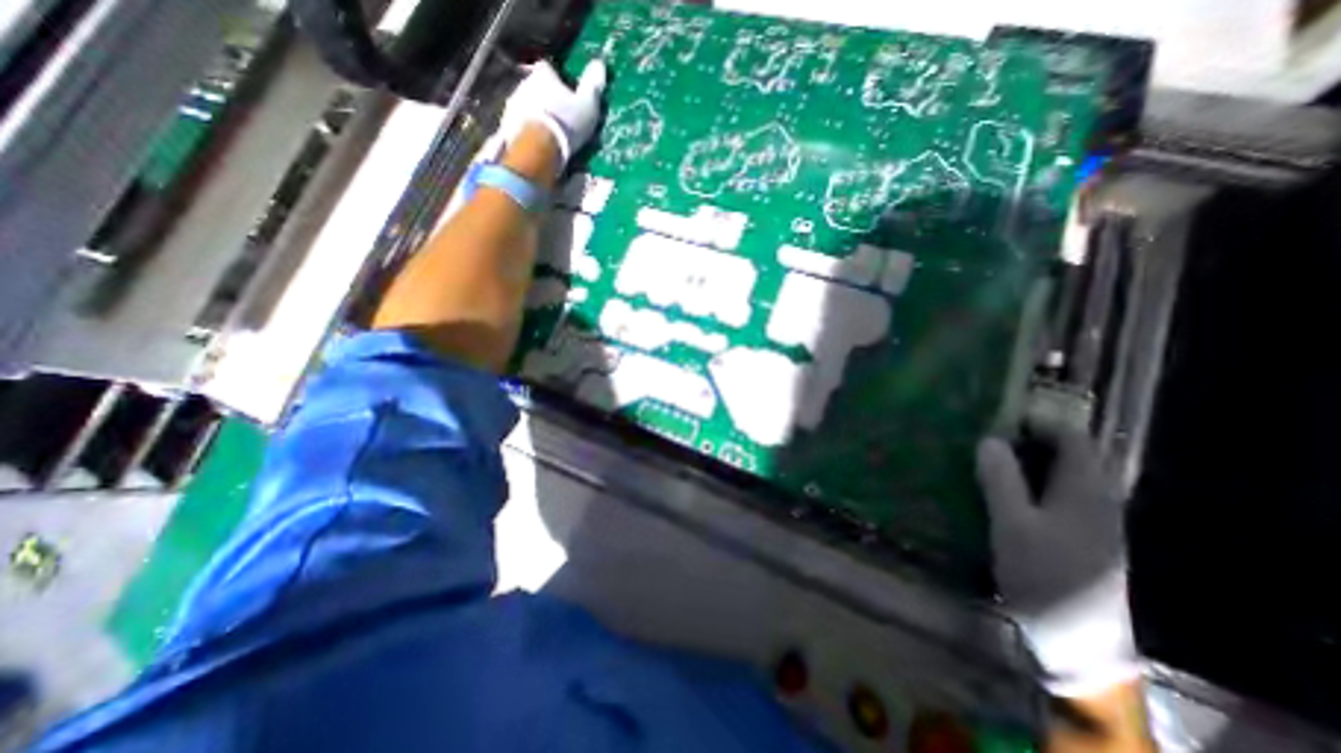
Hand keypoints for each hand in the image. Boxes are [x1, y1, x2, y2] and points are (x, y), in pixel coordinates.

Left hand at [504, 60, 607, 167]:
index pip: (548, 68)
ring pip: (525, 105)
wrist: (538, 149)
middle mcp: (524, 83)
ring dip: (534, 114)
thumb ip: (592, 85)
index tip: (564, 90)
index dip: (556, 78)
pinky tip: (536, 142)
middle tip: (557, 115)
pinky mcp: (507, 125)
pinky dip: (526, 129)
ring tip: (546, 131)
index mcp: (543, 75)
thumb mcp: (587, 105)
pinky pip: (518, 123)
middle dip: (544, 98)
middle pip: (534, 86)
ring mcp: (513, 104)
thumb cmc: (566, 123)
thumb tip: (599, 64)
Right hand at [976, 426, 1140, 696]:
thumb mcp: (1013, 523)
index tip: (999, 414)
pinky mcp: (1078, 537)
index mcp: (1086, 491)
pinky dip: (1030, 482)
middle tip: (985, 431)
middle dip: (1029, 438)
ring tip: (985, 454)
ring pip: (1059, 475)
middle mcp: (1096, 499)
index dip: (1039, 420)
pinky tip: (1000, 488)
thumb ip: (1001, 479)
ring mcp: (1090, 520)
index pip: (1073, 438)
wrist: (1075, 640)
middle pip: (1068, 455)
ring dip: (1027, 460)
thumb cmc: (1043, 574)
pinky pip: (1055, 494)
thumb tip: (989, 439)